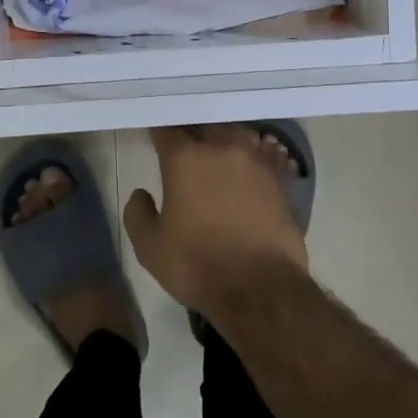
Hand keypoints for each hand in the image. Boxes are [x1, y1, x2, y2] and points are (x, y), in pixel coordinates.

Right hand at [123, 127, 310, 315]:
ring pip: (237, 137)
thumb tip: (142, 194)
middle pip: (204, 129)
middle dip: (193, 136)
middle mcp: (222, 148)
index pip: (167, 131)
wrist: (260, 288)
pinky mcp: (279, 181)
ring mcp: (255, 162)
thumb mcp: (150, 247)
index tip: (155, 141)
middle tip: (186, 151)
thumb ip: (138, 213)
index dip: (158, 134)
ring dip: (225, 143)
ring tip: (219, 157)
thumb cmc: (197, 265)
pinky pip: (263, 158)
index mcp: (185, 158)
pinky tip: (248, 171)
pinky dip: (253, 160)